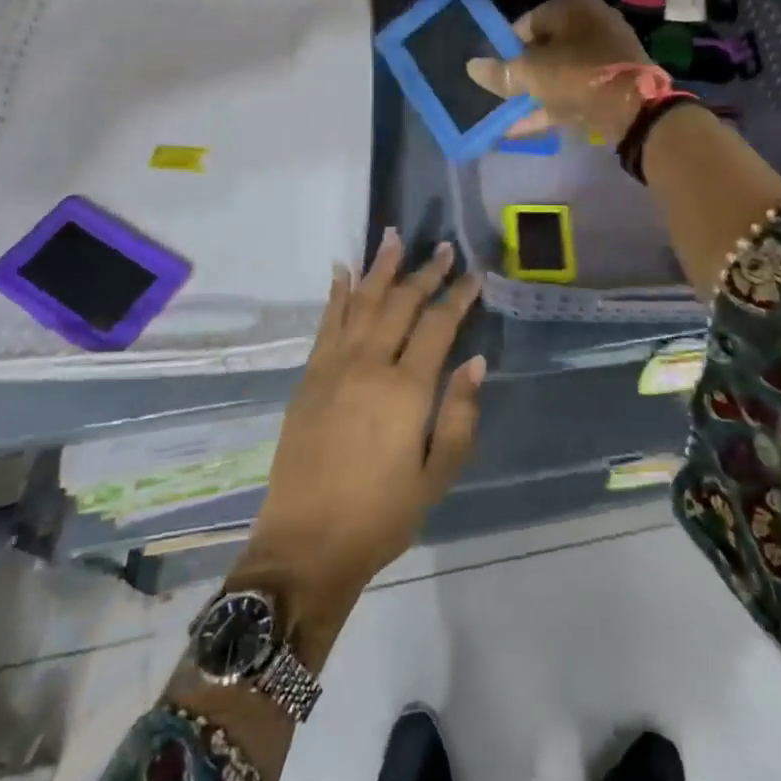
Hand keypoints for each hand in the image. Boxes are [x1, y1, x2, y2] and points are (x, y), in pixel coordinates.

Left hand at [231, 234, 485, 661]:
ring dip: (380, 268)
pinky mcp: (309, 376)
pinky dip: (337, 293)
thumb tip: (475, 362)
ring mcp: (333, 366)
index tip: (474, 276)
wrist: (305, 544)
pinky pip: (327, 322)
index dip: (458, 298)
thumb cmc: (380, 517)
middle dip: (425, 273)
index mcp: (405, 390)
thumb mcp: (436, 478)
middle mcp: (368, 365)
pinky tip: (343, 271)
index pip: (437, 326)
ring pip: (362, 303)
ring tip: (394, 237)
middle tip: (444, 249)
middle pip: (400, 304)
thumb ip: (459, 416)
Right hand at [465, 0, 652, 139]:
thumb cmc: (577, 74)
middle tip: (501, 92)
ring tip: (506, 113)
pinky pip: (573, 92)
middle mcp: (592, 23)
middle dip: (521, 72)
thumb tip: (472, 67)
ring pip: (559, 73)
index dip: (506, 46)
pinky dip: (550, 107)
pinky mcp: (613, 84)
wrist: (635, 108)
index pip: (528, 21)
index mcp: (574, 7)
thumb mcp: (530, 73)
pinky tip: (521, 127)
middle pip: (544, 48)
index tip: (494, 68)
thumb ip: (500, 72)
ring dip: (533, 93)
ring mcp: (606, 55)